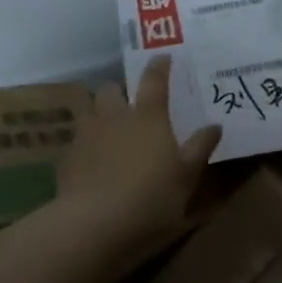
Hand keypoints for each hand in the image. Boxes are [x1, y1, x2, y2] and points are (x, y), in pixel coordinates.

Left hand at [58, 55, 220, 254]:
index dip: (159, 66)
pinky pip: (75, 141)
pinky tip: (90, 161)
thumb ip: (200, 148)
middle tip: (128, 103)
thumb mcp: (187, 177)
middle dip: (118, 91)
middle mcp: (114, 117)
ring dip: (96, 113)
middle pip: (110, 89)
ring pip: (87, 111)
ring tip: (106, 128)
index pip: (154, 80)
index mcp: (148, 117)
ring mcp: (86, 136)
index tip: (162, 57)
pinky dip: (84, 144)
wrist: (96, 225)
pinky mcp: (66, 158)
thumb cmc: (152, 198)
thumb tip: (215, 126)